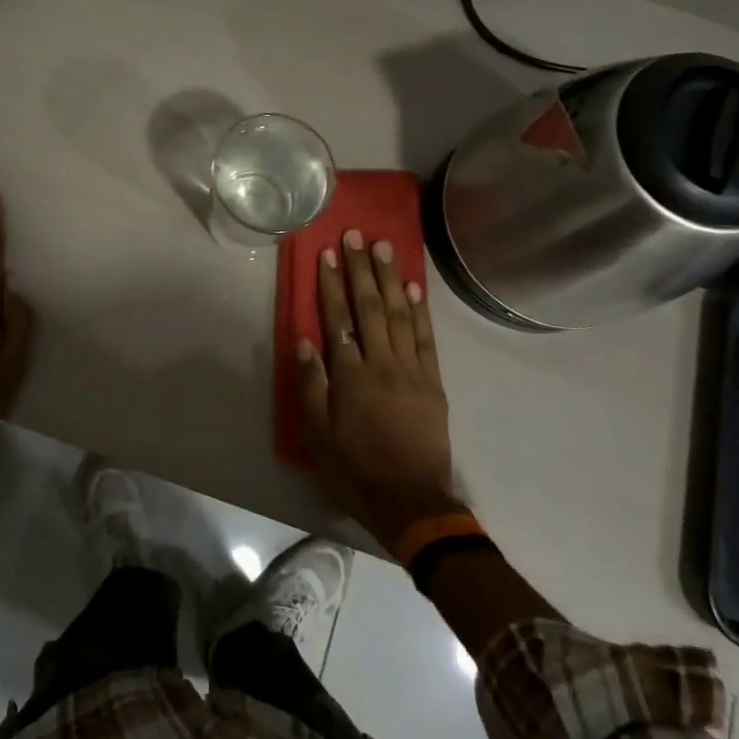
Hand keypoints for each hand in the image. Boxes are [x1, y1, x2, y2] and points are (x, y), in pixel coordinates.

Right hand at [297, 229, 466, 553]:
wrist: (412, 502)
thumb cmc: (356, 468)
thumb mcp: (318, 435)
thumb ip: (311, 385)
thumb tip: (305, 341)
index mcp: (351, 375)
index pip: (338, 318)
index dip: (331, 284)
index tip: (328, 253)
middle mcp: (382, 363)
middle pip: (371, 307)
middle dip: (362, 269)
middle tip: (357, 236)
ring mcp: (412, 370)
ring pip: (401, 314)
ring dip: (391, 278)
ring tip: (385, 248)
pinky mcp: (433, 382)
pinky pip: (427, 338)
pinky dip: (421, 310)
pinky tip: (414, 288)